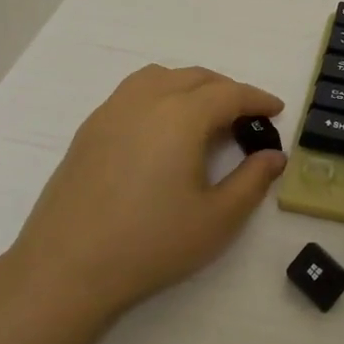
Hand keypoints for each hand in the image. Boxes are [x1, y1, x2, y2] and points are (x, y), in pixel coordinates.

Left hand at [6, 65, 285, 316]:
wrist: (67, 267)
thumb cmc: (151, 243)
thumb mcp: (217, 219)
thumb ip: (252, 181)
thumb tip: (273, 156)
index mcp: (181, 115)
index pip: (228, 93)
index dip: (256, 98)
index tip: (276, 109)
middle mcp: (145, 100)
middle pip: (194, 77)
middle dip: (226, 90)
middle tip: (246, 116)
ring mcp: (111, 111)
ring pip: (159, 77)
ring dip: (190, 86)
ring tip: (204, 115)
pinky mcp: (89, 129)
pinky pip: (132, 93)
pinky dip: (159, 95)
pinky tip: (161, 130)